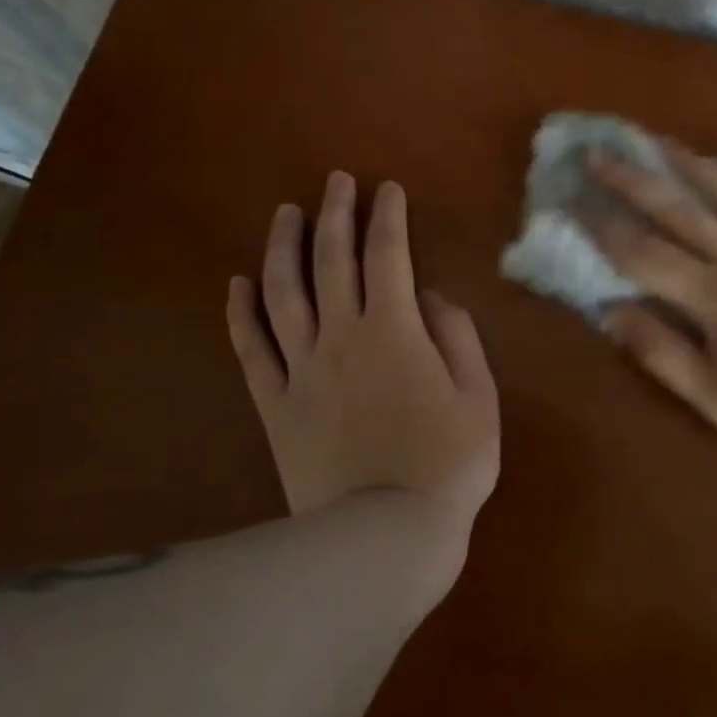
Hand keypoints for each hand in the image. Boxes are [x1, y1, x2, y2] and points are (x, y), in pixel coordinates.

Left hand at [226, 173, 499, 523]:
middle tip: (335, 182)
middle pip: (332, 260)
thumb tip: (432, 298)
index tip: (388, 189)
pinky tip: (237, 285)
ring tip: (284, 215)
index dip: (388, 217)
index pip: (388, 255)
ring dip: (283, 248)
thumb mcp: (479, 398)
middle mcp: (341, 336)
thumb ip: (458, 338)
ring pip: (283, 293)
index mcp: (395, 331)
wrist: (384, 535)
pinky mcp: (275, 404)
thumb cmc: (447, 465)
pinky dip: (241, 314)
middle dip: (335, 214)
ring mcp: (301, 369)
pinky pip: (251, 350)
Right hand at [587, 145, 716, 471]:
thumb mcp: (713, 400)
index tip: (574, 204)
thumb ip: (660, 353)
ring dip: (692, 166)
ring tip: (662, 143)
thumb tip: (611, 313)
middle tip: (602, 154)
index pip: (646, 255)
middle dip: (635, 181)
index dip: (605, 230)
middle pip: (681, 212)